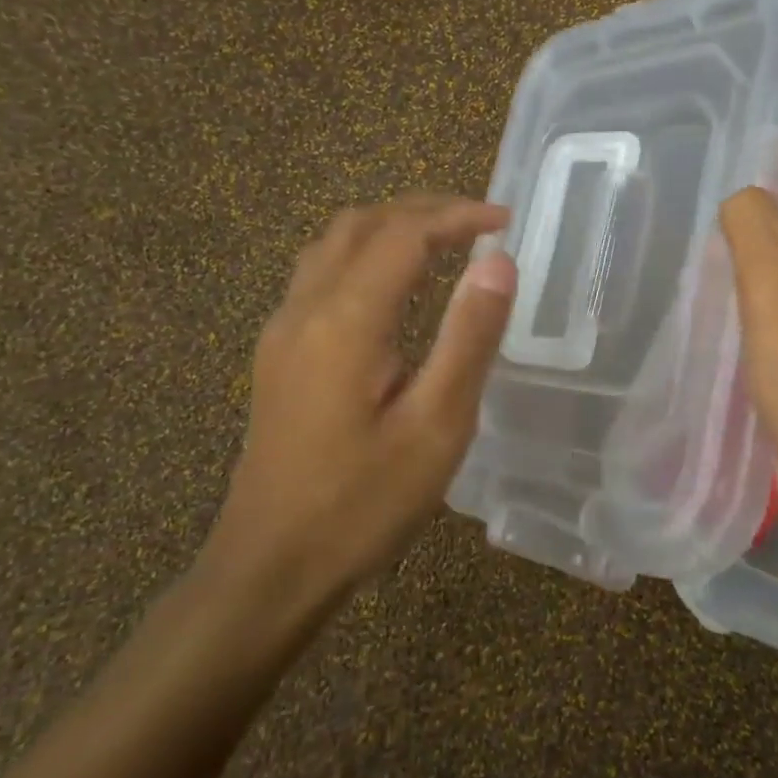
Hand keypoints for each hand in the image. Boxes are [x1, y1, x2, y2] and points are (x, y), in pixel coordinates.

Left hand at [206, 195, 516, 604]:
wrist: (271, 566)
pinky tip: (395, 290)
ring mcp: (282, 332)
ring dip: (390, 228)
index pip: (404, 234)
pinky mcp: (278, 355)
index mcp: (345, 321)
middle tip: (479, 225)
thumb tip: (499, 263)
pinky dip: (366, 256)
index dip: (457, 216)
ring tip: (444, 245)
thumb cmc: (363, 503)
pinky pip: (321, 275)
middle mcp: (304, 310)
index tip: (506, 221)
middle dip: (423, 211)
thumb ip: (468, 338)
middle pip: (361, 224)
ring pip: (333, 245)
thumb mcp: (436, 426)